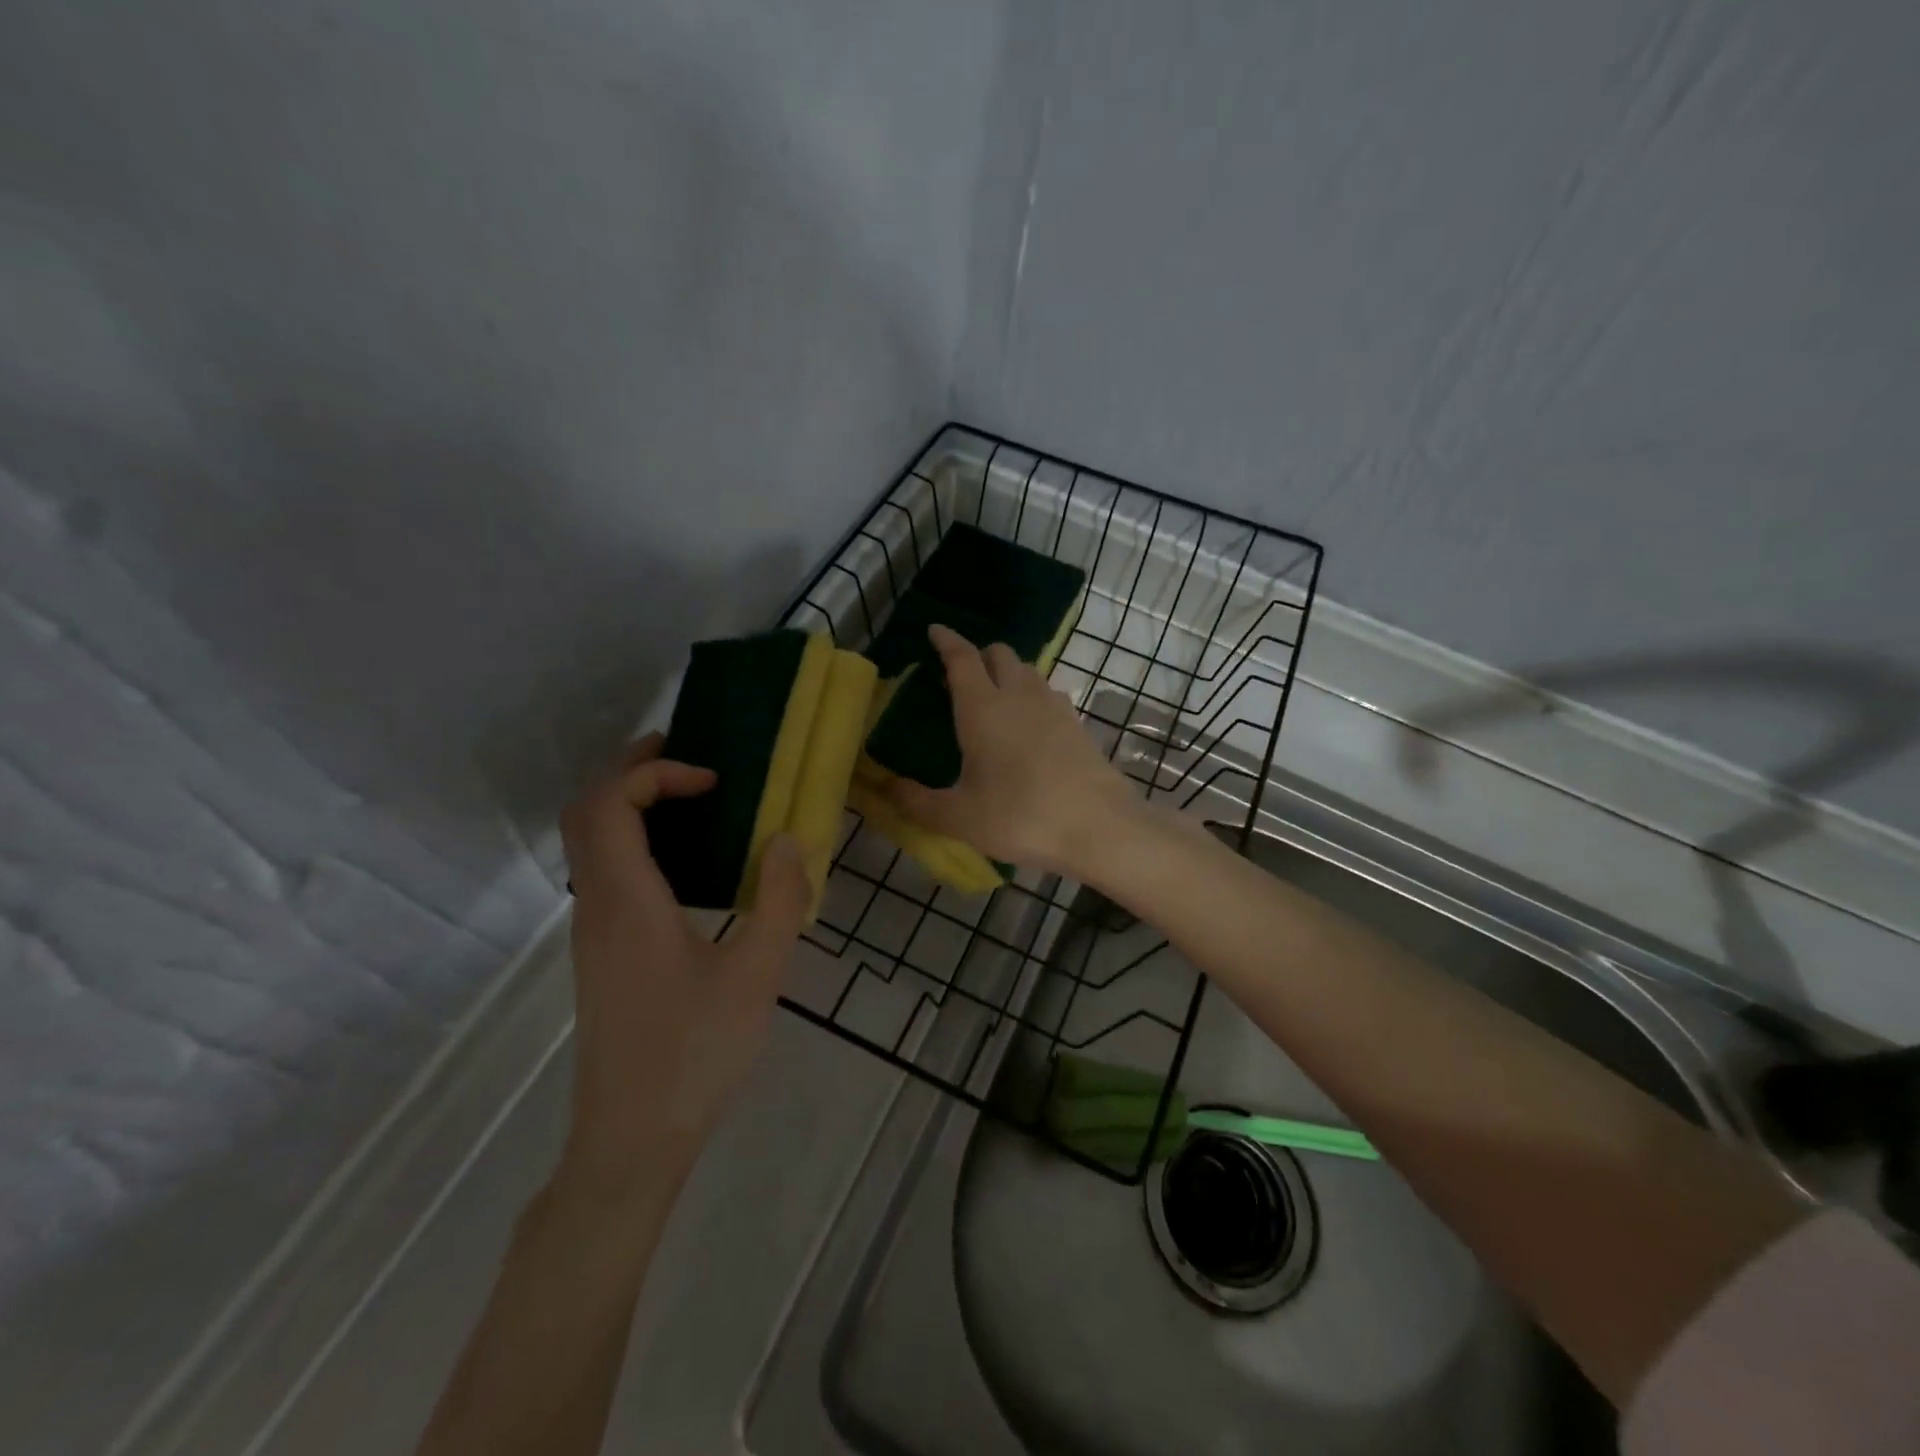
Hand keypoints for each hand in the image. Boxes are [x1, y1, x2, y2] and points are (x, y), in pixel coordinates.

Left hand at [557, 734, 810, 1195]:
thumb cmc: (696, 1054)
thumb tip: (788, 840)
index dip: (655, 773)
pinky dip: (636, 840)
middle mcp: (596, 907)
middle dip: (632, 771)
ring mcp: (592, 932)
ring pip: (590, 843)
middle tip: (688, 755)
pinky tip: (687, 863)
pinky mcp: (602, 954)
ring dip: (632, 804)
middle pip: (587, 813)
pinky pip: (606, 872)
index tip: (713, 781)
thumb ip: (780, 901)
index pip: (609, 805)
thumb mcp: (757, 976)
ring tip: (692, 797)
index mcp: (627, 903)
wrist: (632, 1141)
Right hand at [886, 624, 1141, 876]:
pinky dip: (1031, 696)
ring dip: (1007, 673)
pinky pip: (1048, 693)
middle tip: (961, 677)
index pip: (962, 658)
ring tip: (993, 701)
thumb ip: (916, 801)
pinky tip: (1027, 726)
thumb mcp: (959, 817)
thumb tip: (885, 787)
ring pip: (1027, 671)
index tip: (935, 630)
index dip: (946, 641)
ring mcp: (1054, 706)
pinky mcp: (1077, 723)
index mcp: (982, 708)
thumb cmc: (1020, 817)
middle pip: (999, 654)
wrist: (1098, 828)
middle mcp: (1019, 696)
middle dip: (978, 655)